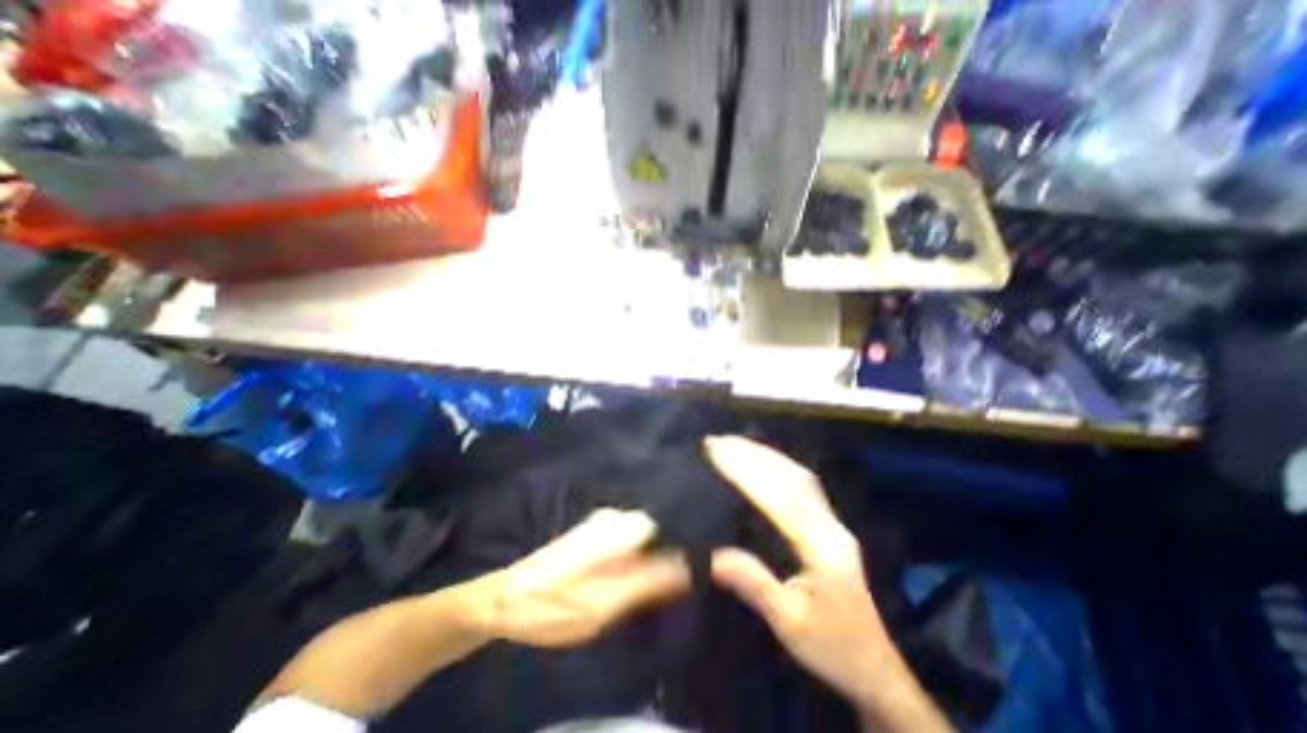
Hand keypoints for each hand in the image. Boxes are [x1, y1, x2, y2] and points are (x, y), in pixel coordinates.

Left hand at [474, 508, 692, 646]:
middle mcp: (618, 514)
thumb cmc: (555, 604)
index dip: (695, 529)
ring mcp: (608, 520)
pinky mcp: (601, 531)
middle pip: (664, 519)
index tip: (715, 547)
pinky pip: (638, 535)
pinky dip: (651, 548)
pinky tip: (659, 564)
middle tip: (706, 563)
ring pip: (652, 527)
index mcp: (623, 526)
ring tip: (688, 566)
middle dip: (684, 538)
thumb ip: (653, 582)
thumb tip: (696, 564)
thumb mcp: (607, 604)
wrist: (505, 599)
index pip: (673, 515)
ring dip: (668, 545)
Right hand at [705, 439, 909, 711]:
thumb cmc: (832, 648)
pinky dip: (781, 465)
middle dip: (752, 456)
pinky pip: (806, 484)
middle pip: (790, 479)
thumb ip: (753, 585)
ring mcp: (835, 523)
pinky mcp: (833, 525)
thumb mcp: (789, 625)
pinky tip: (766, 460)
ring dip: (766, 455)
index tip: (718, 454)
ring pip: (799, 476)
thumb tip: (710, 556)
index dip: (746, 473)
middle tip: (719, 442)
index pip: (778, 500)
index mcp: (821, 550)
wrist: (875, 668)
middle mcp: (831, 527)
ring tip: (735, 443)